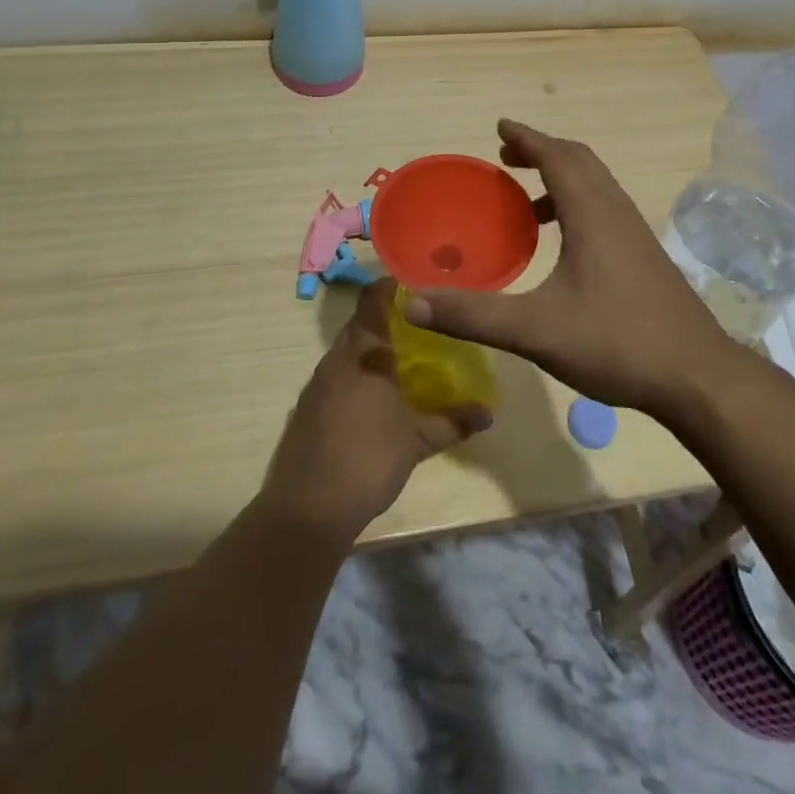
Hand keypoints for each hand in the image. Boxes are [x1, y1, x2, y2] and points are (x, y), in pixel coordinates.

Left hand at [261, 278, 491, 541]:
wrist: (307, 510)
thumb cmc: (368, 459)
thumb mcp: (418, 441)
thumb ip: (452, 422)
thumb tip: (488, 414)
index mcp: (363, 353)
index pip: (373, 300)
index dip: (391, 286)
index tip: (416, 285)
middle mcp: (336, 360)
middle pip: (359, 325)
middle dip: (387, 322)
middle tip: (420, 326)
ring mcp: (317, 385)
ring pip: (347, 353)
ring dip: (370, 352)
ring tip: (401, 361)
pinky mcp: (306, 410)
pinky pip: (336, 378)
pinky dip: (356, 376)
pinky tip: (374, 399)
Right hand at [404, 119, 735, 415]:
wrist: (697, 376)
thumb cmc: (616, 342)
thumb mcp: (536, 330)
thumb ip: (474, 315)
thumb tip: (412, 302)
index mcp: (592, 214)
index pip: (556, 156)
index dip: (527, 138)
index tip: (500, 127)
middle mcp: (616, 212)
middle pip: (579, 161)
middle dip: (542, 152)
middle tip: (507, 157)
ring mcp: (636, 233)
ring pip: (596, 185)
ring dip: (561, 178)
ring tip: (526, 202)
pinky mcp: (645, 256)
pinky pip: (605, 209)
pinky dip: (577, 205)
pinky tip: (562, 245)